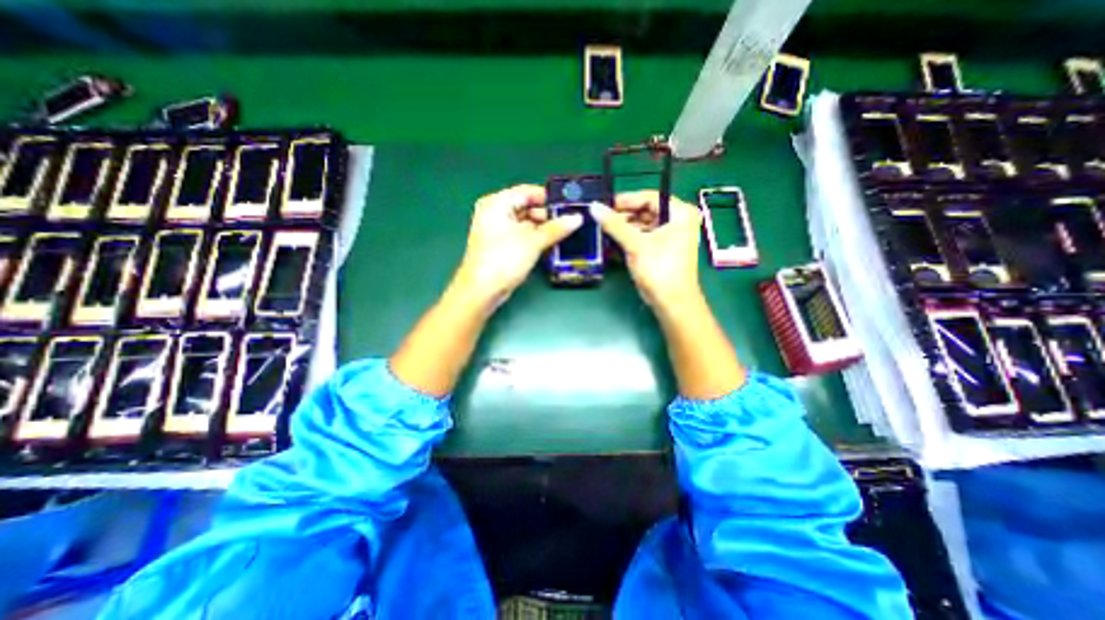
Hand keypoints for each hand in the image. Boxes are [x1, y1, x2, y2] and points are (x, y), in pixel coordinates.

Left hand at [454, 181, 581, 303]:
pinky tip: (550, 243)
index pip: (528, 192)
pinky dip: (534, 238)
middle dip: (547, 215)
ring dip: (543, 228)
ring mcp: (496, 230)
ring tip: (564, 233)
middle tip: (569, 221)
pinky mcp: (500, 245)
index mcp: (497, 203)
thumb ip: (556, 228)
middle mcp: (494, 212)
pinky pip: (521, 235)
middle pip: (526, 207)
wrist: (483, 290)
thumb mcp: (533, 241)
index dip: (549, 198)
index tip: (569, 205)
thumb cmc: (504, 259)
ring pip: (525, 222)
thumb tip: (577, 218)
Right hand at [590, 191, 703, 310]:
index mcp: (680, 213)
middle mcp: (677, 221)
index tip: (605, 204)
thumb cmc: (659, 269)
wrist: (671, 302)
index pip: (650, 198)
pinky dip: (629, 239)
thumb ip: (614, 225)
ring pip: (642, 225)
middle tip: (601, 218)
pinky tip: (612, 241)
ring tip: (603, 230)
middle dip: (623, 216)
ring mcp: (670, 236)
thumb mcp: (635, 244)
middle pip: (645, 211)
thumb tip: (594, 207)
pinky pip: (643, 237)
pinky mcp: (661, 249)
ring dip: (624, 228)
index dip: (626, 200)